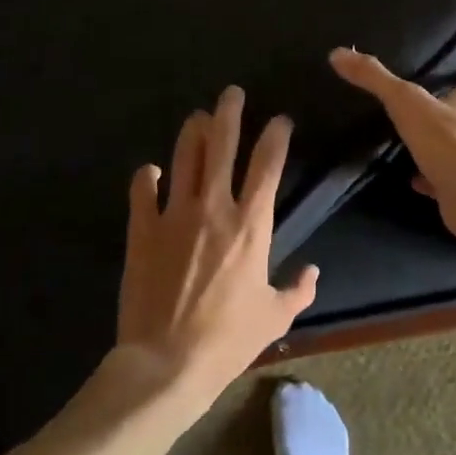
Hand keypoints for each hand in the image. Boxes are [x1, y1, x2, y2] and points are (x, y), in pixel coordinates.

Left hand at [117, 85, 318, 407]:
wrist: (167, 361)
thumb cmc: (228, 340)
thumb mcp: (274, 318)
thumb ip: (298, 290)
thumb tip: (312, 272)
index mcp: (251, 225)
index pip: (268, 165)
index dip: (275, 136)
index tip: (279, 120)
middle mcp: (214, 208)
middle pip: (222, 145)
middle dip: (229, 113)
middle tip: (231, 93)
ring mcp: (174, 215)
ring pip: (184, 157)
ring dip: (192, 133)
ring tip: (198, 117)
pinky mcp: (143, 230)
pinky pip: (143, 191)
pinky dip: (148, 177)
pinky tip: (152, 171)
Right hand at [329, 48, 455, 245]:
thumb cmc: (446, 140)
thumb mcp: (405, 101)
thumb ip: (374, 78)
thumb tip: (338, 53)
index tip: (447, 71)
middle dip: (445, 110)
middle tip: (417, 105)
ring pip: (454, 148)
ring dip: (436, 144)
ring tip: (410, 139)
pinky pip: (443, 180)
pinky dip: (428, 178)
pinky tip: (412, 178)